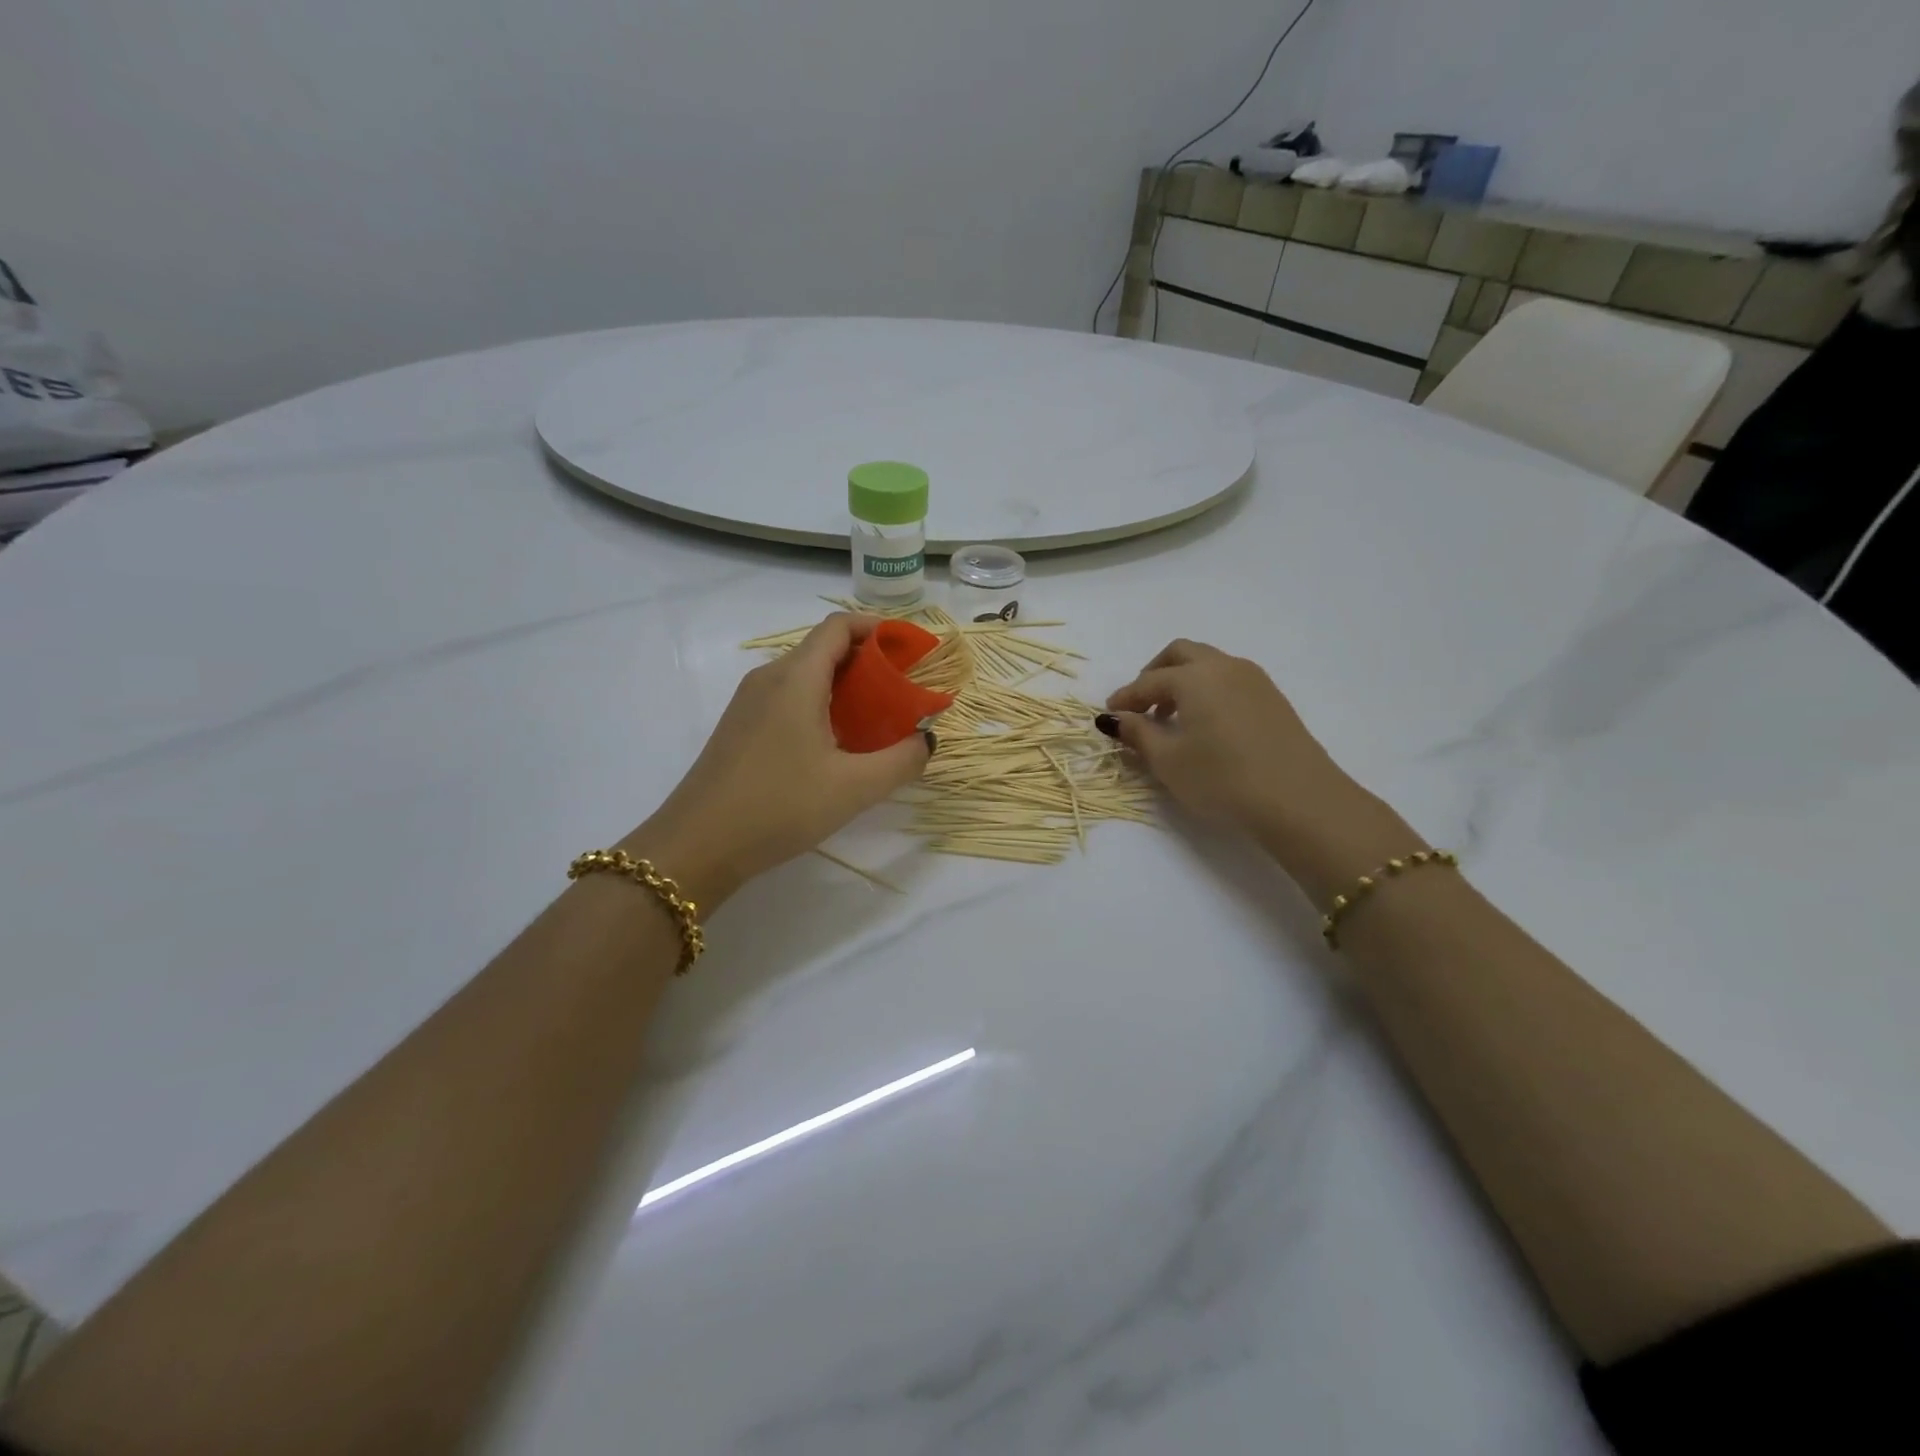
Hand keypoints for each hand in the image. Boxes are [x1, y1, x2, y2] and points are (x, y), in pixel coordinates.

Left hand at [624, 614, 933, 907]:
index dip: (879, 629)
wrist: (697, 846)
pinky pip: (789, 698)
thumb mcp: (855, 788)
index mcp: (796, 677)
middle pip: (824, 648)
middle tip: (904, 691)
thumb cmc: (779, 806)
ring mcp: (749, 702)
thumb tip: (926, 739)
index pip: (840, 627)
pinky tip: (838, 743)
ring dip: (846, 687)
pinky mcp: (741, 727)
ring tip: (878, 719)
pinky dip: (822, 705)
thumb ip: (902, 759)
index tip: (912, 652)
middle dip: (869, 662)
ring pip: (806, 675)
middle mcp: (769, 678)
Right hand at [1102, 640, 1415, 899]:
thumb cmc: (1221, 779)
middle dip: (1154, 674)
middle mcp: (1224, 667)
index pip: (1148, 681)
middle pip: (1181, 654)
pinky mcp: (1273, 698)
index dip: (1125, 697)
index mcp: (1194, 677)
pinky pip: (1229, 680)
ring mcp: (1254, 679)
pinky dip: (1208, 690)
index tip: (1109, 715)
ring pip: (1209, 664)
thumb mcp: (1168, 761)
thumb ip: (1137, 734)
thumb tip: (1115, 718)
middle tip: (1141, 705)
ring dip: (1183, 681)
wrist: (1298, 799)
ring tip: (1172, 717)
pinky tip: (1205, 724)